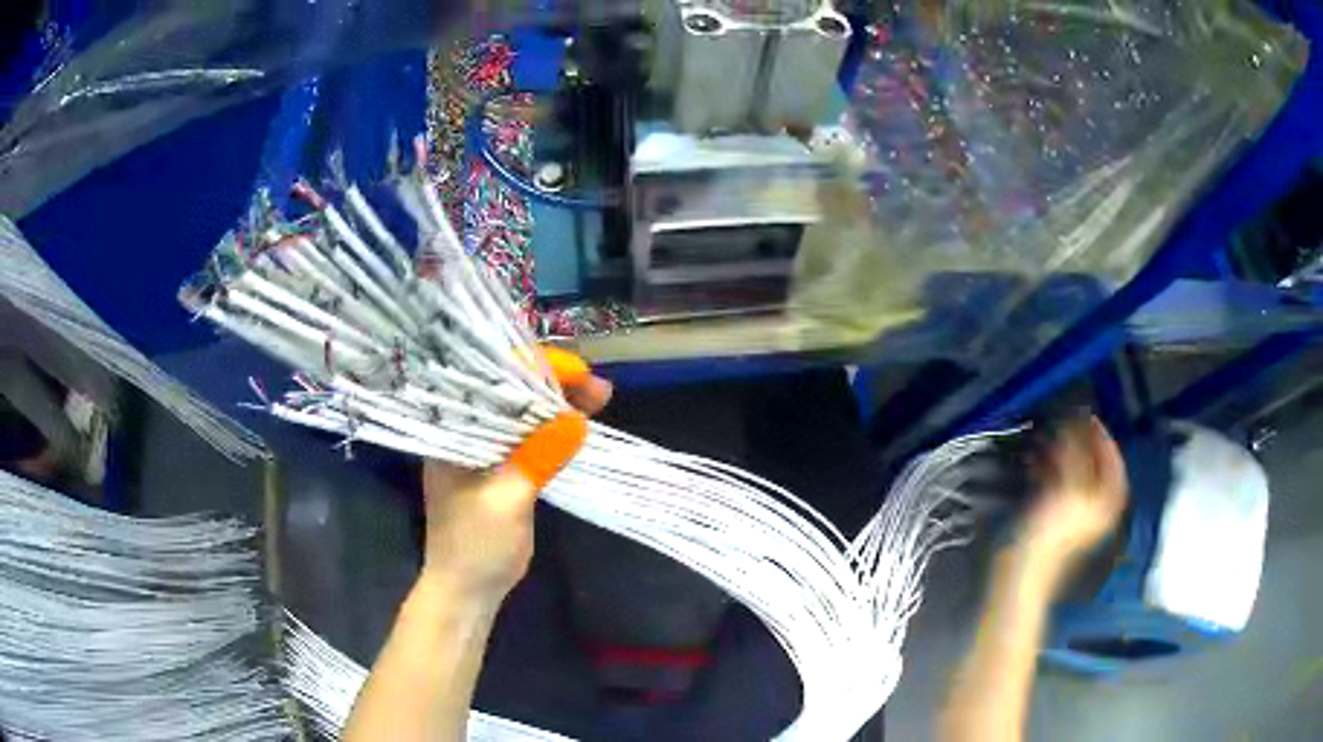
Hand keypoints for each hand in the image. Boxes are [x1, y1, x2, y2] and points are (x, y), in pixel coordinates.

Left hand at [418, 348, 611, 607]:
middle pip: (511, 393)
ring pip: (525, 414)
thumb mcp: (506, 501)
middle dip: (555, 385)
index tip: (577, 374)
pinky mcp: (503, 467)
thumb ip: (537, 458)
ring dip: (560, 404)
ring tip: (600, 398)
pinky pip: (531, 437)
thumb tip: (576, 420)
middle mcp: (467, 432)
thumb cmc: (475, 546)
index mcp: (453, 431)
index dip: (535, 370)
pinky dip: (556, 429)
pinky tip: (581, 422)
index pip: (492, 382)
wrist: (468, 589)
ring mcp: (485, 450)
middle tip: (600, 389)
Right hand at [1020, 416, 1127, 574]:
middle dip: (1078, 443)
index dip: (1102, 436)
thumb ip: (1075, 451)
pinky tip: (1033, 460)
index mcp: (1107, 500)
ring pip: (1073, 474)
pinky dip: (1048, 469)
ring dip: (1060, 454)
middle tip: (1062, 423)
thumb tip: (1077, 420)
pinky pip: (1057, 485)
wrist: (1022, 571)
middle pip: (1093, 466)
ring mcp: (1075, 514)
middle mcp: (1096, 506)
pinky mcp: (1054, 519)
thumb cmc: (1050, 531)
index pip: (1112, 459)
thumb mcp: (1068, 486)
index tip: (1087, 415)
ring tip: (1044, 437)